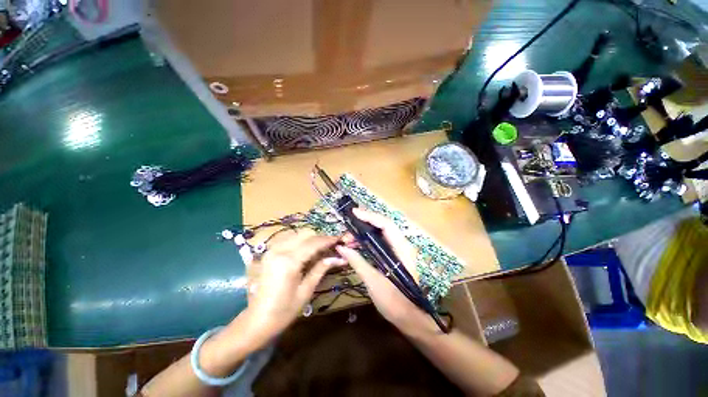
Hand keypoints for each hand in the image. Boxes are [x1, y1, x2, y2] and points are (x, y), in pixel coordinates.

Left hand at [247, 229, 342, 339]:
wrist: (256, 321)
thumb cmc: (283, 311)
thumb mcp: (306, 291)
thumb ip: (320, 269)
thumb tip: (338, 258)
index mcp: (288, 262)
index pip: (313, 243)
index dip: (329, 240)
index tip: (341, 239)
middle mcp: (279, 250)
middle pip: (306, 234)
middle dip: (321, 238)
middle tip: (333, 245)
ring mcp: (272, 250)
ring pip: (298, 234)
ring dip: (312, 238)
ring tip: (323, 248)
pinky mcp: (269, 252)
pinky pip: (289, 239)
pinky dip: (301, 241)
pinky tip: (308, 250)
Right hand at [336, 209, 437, 335]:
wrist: (410, 319)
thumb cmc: (395, 302)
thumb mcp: (373, 282)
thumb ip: (358, 262)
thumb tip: (341, 248)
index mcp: (402, 249)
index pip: (386, 224)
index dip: (370, 216)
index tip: (354, 213)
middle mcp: (402, 245)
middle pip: (383, 226)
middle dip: (364, 224)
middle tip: (347, 230)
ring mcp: (398, 250)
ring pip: (380, 234)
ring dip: (364, 234)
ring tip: (348, 240)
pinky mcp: (394, 256)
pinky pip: (380, 243)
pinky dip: (367, 242)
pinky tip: (356, 246)